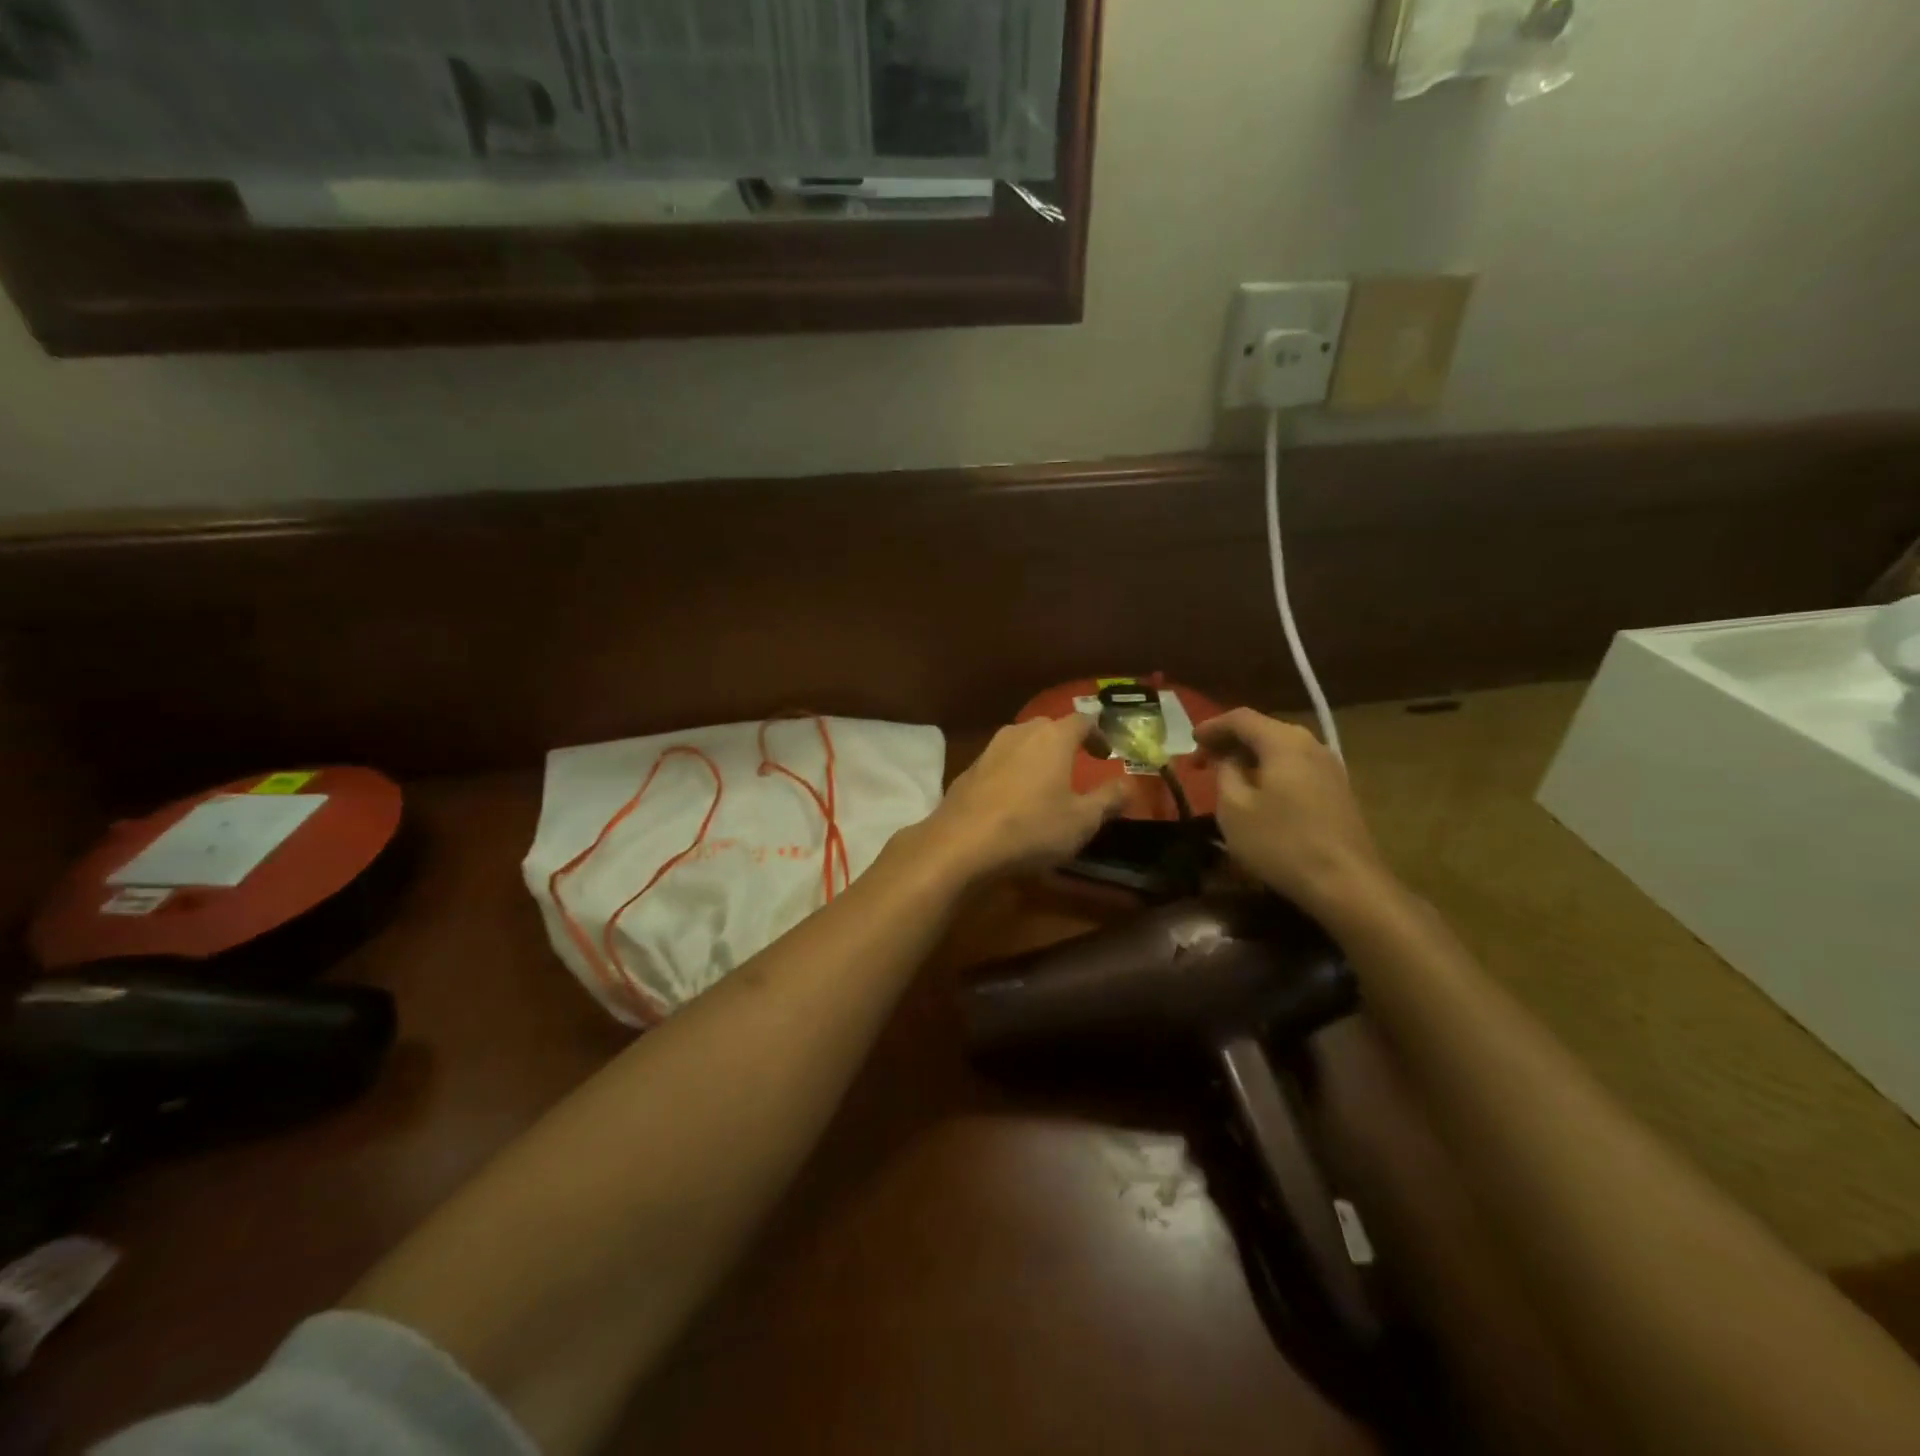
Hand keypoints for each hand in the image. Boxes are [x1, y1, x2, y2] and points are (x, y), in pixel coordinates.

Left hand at [916, 713, 1127, 883]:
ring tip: (1046, 781)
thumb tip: (1128, 784)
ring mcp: (990, 749)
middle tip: (1077, 765)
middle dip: (1066, 742)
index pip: (1083, 720)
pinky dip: (1013, 772)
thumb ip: (1108, 799)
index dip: (1098, 733)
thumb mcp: (1082, 820)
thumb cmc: (1031, 828)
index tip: (1106, 752)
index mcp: (1053, 737)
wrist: (961, 842)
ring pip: (1021, 742)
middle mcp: (1021, 733)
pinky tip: (1013, 797)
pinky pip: (1000, 762)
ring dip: (1036, 756)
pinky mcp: (969, 769)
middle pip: (1049, 727)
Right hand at [1196, 708, 1399, 930]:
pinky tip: (1260, 793)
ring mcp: (1330, 768)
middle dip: (1231, 741)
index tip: (1189, 742)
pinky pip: (1296, 768)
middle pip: (1264, 730)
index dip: (1211, 726)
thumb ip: (1225, 773)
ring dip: (1251, 757)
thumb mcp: (1234, 808)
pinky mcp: (1338, 791)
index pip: (1241, 718)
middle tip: (1205, 760)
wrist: (1347, 884)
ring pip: (1281, 750)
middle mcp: (1311, 744)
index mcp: (1284, 742)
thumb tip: (1229, 758)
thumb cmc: (1281, 843)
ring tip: (1228, 776)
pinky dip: (1271, 771)